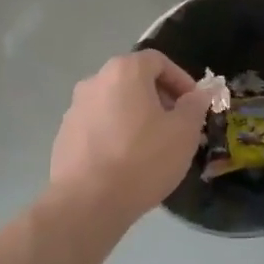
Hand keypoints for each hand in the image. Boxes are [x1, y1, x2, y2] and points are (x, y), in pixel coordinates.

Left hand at [49, 51, 213, 223]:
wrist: (87, 202)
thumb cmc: (143, 159)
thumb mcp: (183, 132)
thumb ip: (195, 106)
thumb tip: (198, 94)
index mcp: (124, 71)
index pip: (158, 61)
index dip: (182, 80)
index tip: (195, 106)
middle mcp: (95, 81)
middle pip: (135, 81)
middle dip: (160, 100)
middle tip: (178, 127)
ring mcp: (75, 108)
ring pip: (116, 104)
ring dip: (137, 118)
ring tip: (154, 148)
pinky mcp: (65, 135)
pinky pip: (99, 126)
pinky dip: (116, 135)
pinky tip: (127, 163)